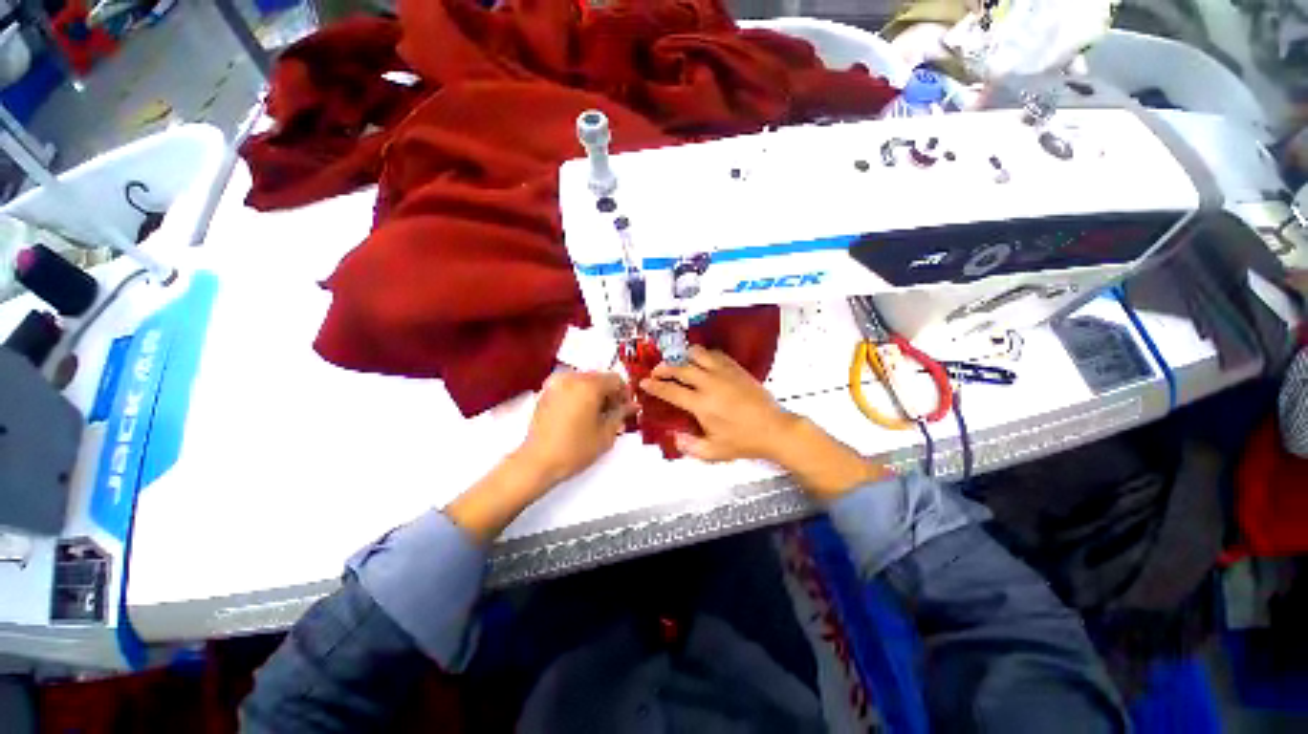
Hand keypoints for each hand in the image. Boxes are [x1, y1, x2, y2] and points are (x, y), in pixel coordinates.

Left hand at [447, 371, 633, 542]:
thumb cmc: (575, 449)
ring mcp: (556, 384)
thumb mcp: (605, 434)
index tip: (626, 409)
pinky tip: (581, 415)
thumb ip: (621, 414)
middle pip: (599, 378)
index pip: (616, 380)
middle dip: (609, 394)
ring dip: (595, 394)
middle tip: (614, 414)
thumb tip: (633, 405)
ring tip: (597, 416)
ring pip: (585, 381)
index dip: (625, 394)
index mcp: (589, 385)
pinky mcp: (546, 392)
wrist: (537, 462)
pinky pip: (570, 387)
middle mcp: (572, 378)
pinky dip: (580, 396)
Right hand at [638, 346, 798, 462]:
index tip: (644, 382)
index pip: (671, 391)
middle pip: (680, 368)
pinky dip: (704, 355)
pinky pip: (716, 354)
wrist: (773, 429)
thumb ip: (689, 446)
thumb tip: (674, 436)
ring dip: (684, 356)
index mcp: (701, 404)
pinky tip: (703, 362)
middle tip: (657, 371)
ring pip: (698, 354)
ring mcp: (724, 373)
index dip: (654, 386)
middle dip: (664, 368)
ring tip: (679, 362)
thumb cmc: (743, 441)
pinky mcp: (736, 368)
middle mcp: (710, 384)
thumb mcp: (714, 451)